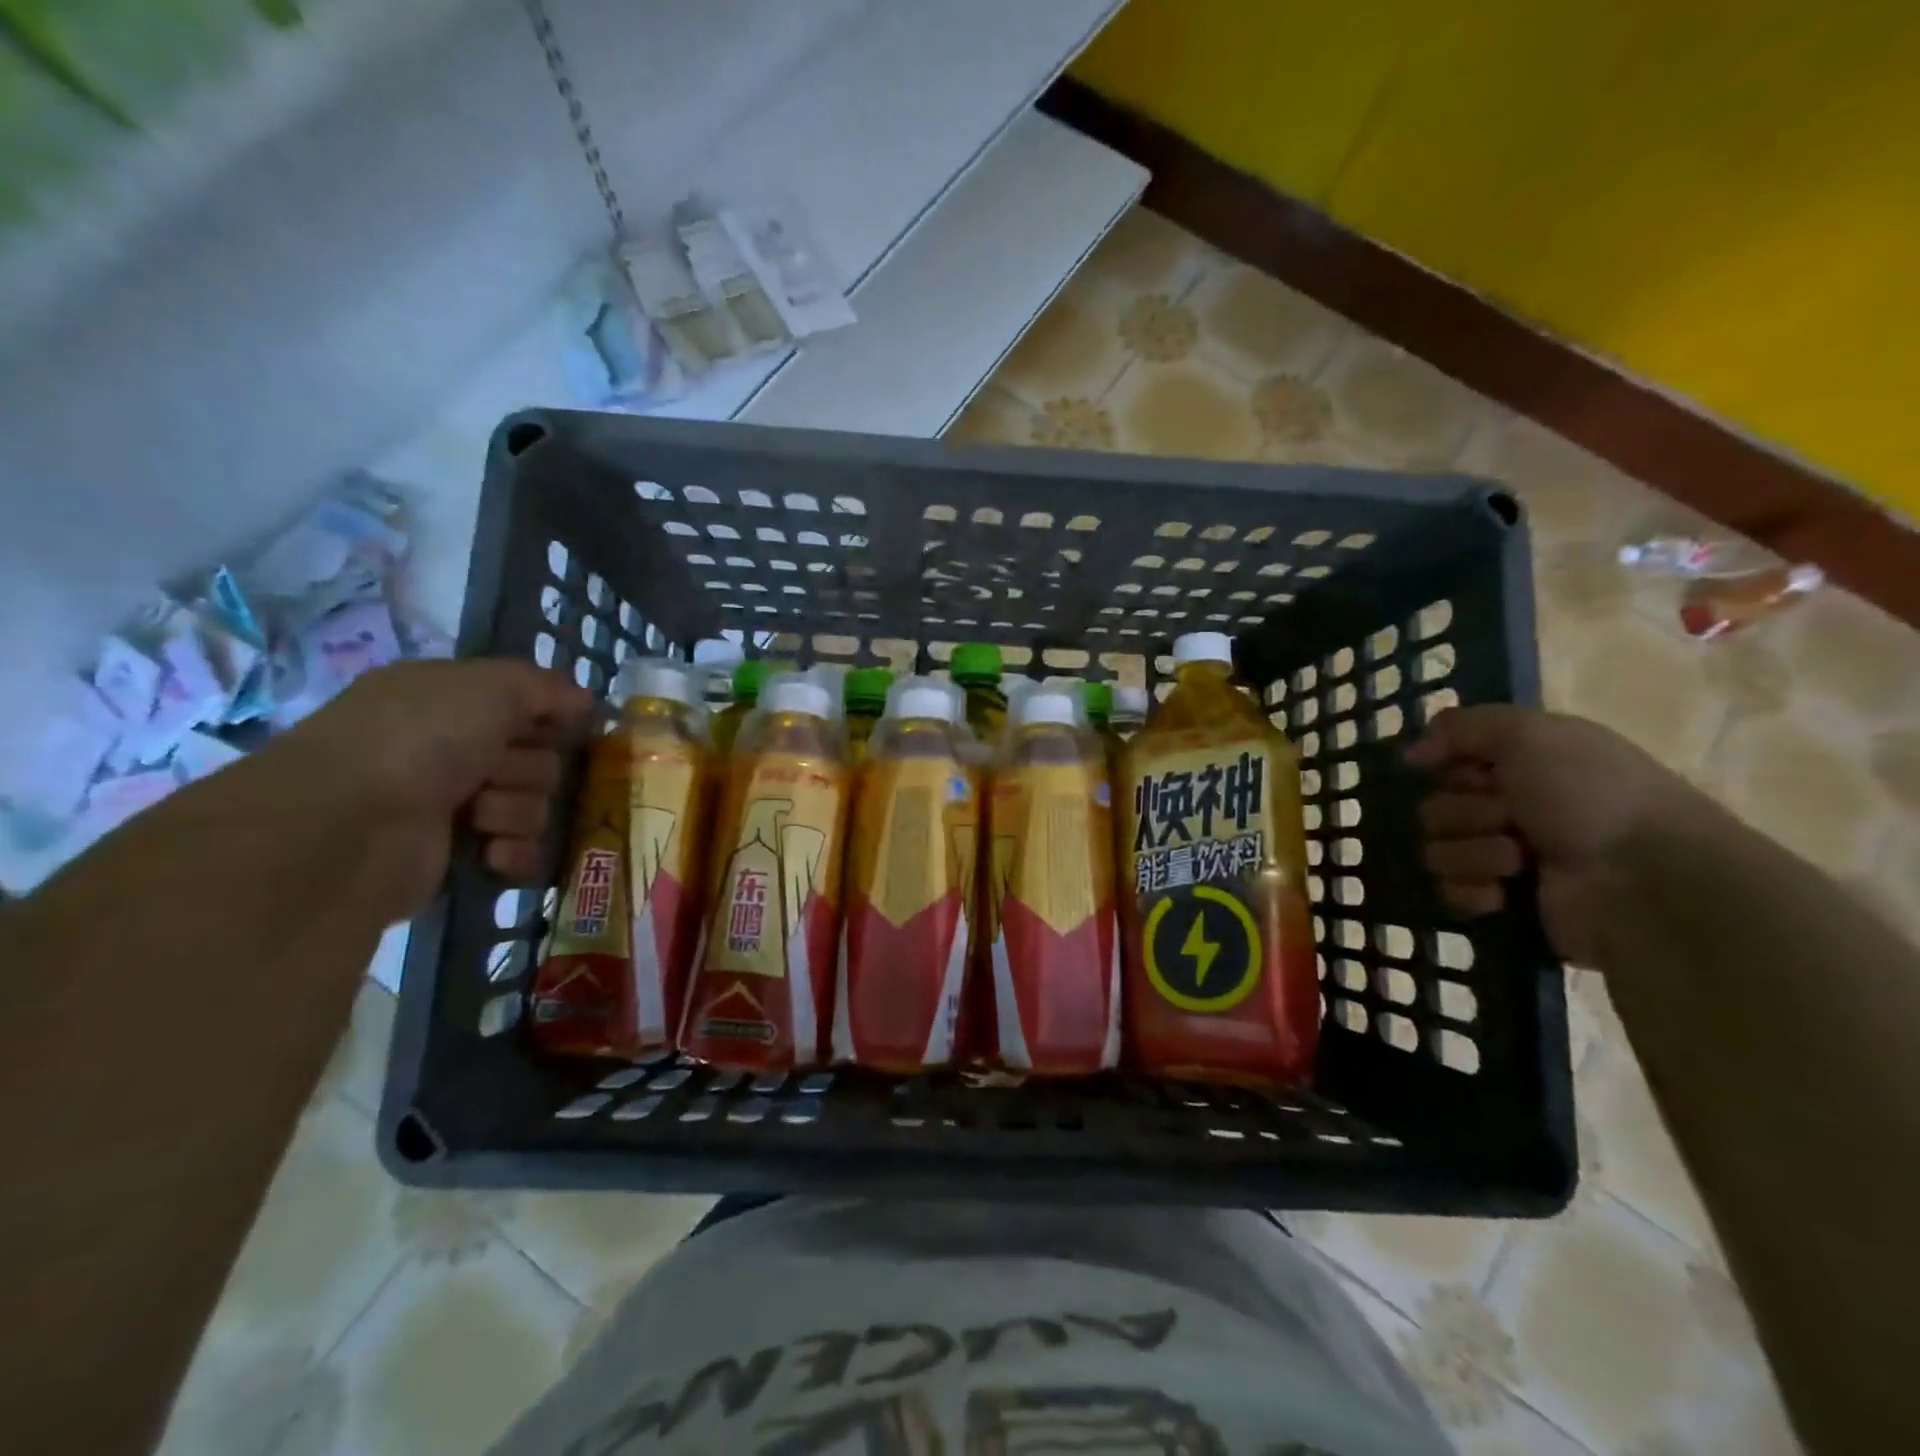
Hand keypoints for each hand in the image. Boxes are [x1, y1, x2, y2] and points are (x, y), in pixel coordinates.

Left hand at [268, 659, 595, 922]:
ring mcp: (452, 804)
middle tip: (493, 773)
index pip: (527, 706)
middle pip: (538, 759)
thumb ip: (546, 687)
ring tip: (477, 816)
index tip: (556, 727)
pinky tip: (492, 852)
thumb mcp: (491, 687)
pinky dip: (514, 851)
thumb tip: (586, 700)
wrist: (351, 826)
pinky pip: (519, 850)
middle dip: (528, 770)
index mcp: (451, 702)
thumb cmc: (421, 739)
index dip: (547, 718)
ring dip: (515, 810)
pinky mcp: (456, 854)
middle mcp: (450, 749)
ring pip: (533, 806)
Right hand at [1405, 705, 1703, 963]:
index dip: (1452, 768)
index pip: (1448, 763)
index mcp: (1523, 767)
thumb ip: (1464, 727)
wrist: (1645, 882)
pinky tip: (1504, 893)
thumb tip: (1413, 753)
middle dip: (1465, 815)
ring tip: (1519, 861)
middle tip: (1510, 820)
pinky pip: (1450, 892)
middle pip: (1435, 808)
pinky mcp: (1504, 904)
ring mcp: (1506, 859)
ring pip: (1438, 850)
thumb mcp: (1530, 735)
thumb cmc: (1591, 796)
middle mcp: (1512, 809)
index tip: (1479, 774)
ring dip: (1473, 854)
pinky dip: (1473, 891)